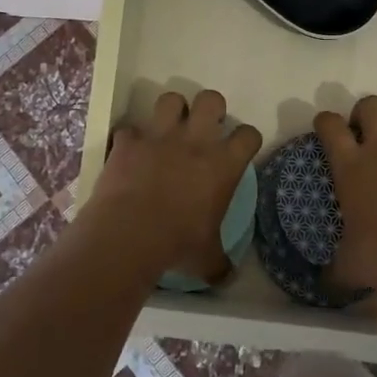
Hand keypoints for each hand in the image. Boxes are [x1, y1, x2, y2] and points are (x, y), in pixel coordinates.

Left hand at [91, 89, 262, 284]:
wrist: (129, 234)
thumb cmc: (178, 244)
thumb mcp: (207, 258)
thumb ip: (220, 262)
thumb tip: (228, 276)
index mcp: (223, 164)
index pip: (248, 135)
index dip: (247, 139)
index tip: (241, 149)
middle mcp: (195, 141)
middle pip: (211, 100)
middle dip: (210, 108)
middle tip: (203, 129)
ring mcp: (159, 137)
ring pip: (170, 100)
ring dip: (171, 111)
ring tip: (168, 128)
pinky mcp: (128, 142)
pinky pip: (129, 130)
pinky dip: (130, 139)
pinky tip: (129, 152)